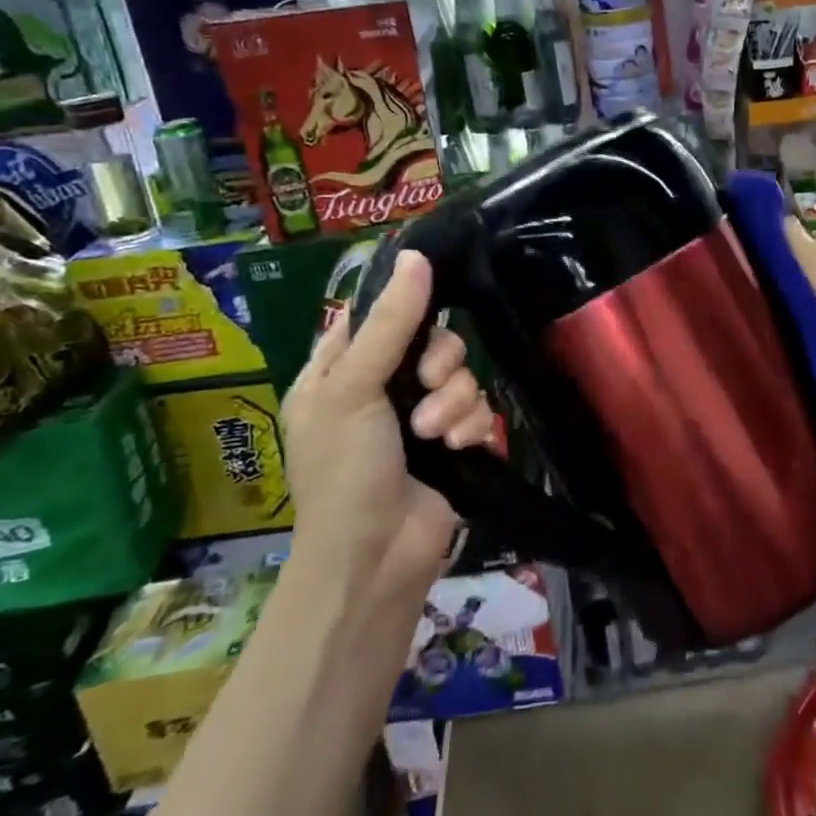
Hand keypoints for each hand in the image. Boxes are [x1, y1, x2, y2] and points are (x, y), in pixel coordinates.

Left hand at [280, 251, 495, 592]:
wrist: (375, 559)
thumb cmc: (345, 470)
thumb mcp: (354, 388)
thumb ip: (392, 322)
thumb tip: (416, 255)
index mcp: (338, 370)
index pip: (376, 314)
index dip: (403, 304)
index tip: (429, 296)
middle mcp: (379, 387)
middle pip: (430, 340)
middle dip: (439, 363)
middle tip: (427, 384)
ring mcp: (417, 416)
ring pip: (459, 374)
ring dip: (454, 401)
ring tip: (436, 435)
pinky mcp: (452, 441)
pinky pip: (476, 408)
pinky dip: (470, 426)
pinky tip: (457, 448)